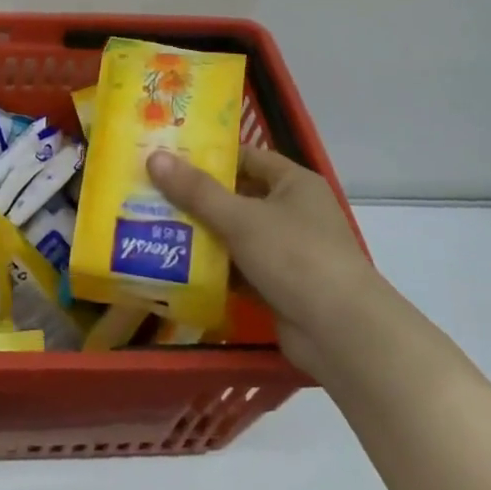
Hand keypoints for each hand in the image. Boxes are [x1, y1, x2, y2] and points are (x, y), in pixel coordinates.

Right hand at [147, 145, 382, 368]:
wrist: (341, 333)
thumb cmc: (296, 257)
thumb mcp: (241, 218)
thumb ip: (196, 191)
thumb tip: (155, 157)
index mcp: (294, 184)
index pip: (246, 157)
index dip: (209, 156)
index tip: (168, 158)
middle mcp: (292, 212)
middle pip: (237, 196)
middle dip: (196, 198)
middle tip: (149, 192)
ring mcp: (286, 251)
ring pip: (235, 235)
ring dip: (201, 235)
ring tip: (151, 226)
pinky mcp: (278, 285)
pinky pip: (238, 268)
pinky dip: (213, 268)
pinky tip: (175, 266)